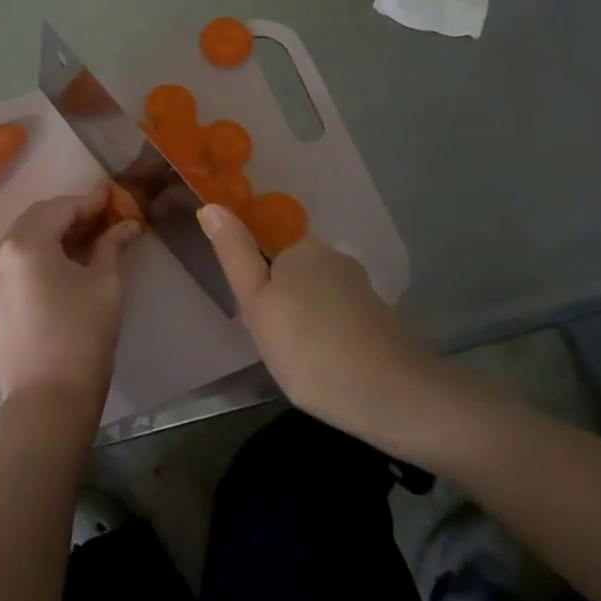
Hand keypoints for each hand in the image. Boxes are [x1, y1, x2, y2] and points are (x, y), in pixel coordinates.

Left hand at [0, 185, 141, 423]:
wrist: (47, 399)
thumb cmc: (82, 336)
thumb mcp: (105, 284)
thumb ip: (112, 245)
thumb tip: (127, 224)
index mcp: (24, 243)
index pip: (61, 207)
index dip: (91, 202)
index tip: (116, 200)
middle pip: (38, 218)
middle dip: (72, 215)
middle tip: (106, 219)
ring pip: (25, 238)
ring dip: (56, 233)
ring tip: (91, 239)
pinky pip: (17, 260)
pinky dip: (42, 252)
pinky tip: (68, 261)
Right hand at [198, 206, 432, 436]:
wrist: (390, 394)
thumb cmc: (307, 347)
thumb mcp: (256, 302)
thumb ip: (234, 254)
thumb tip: (211, 206)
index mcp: (302, 248)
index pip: (266, 252)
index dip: (256, 286)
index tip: (258, 321)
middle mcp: (335, 258)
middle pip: (293, 274)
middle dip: (281, 303)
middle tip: (274, 344)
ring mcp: (361, 287)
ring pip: (317, 297)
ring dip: (305, 321)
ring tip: (300, 360)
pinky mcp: (379, 317)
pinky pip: (339, 317)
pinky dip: (329, 335)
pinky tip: (328, 364)